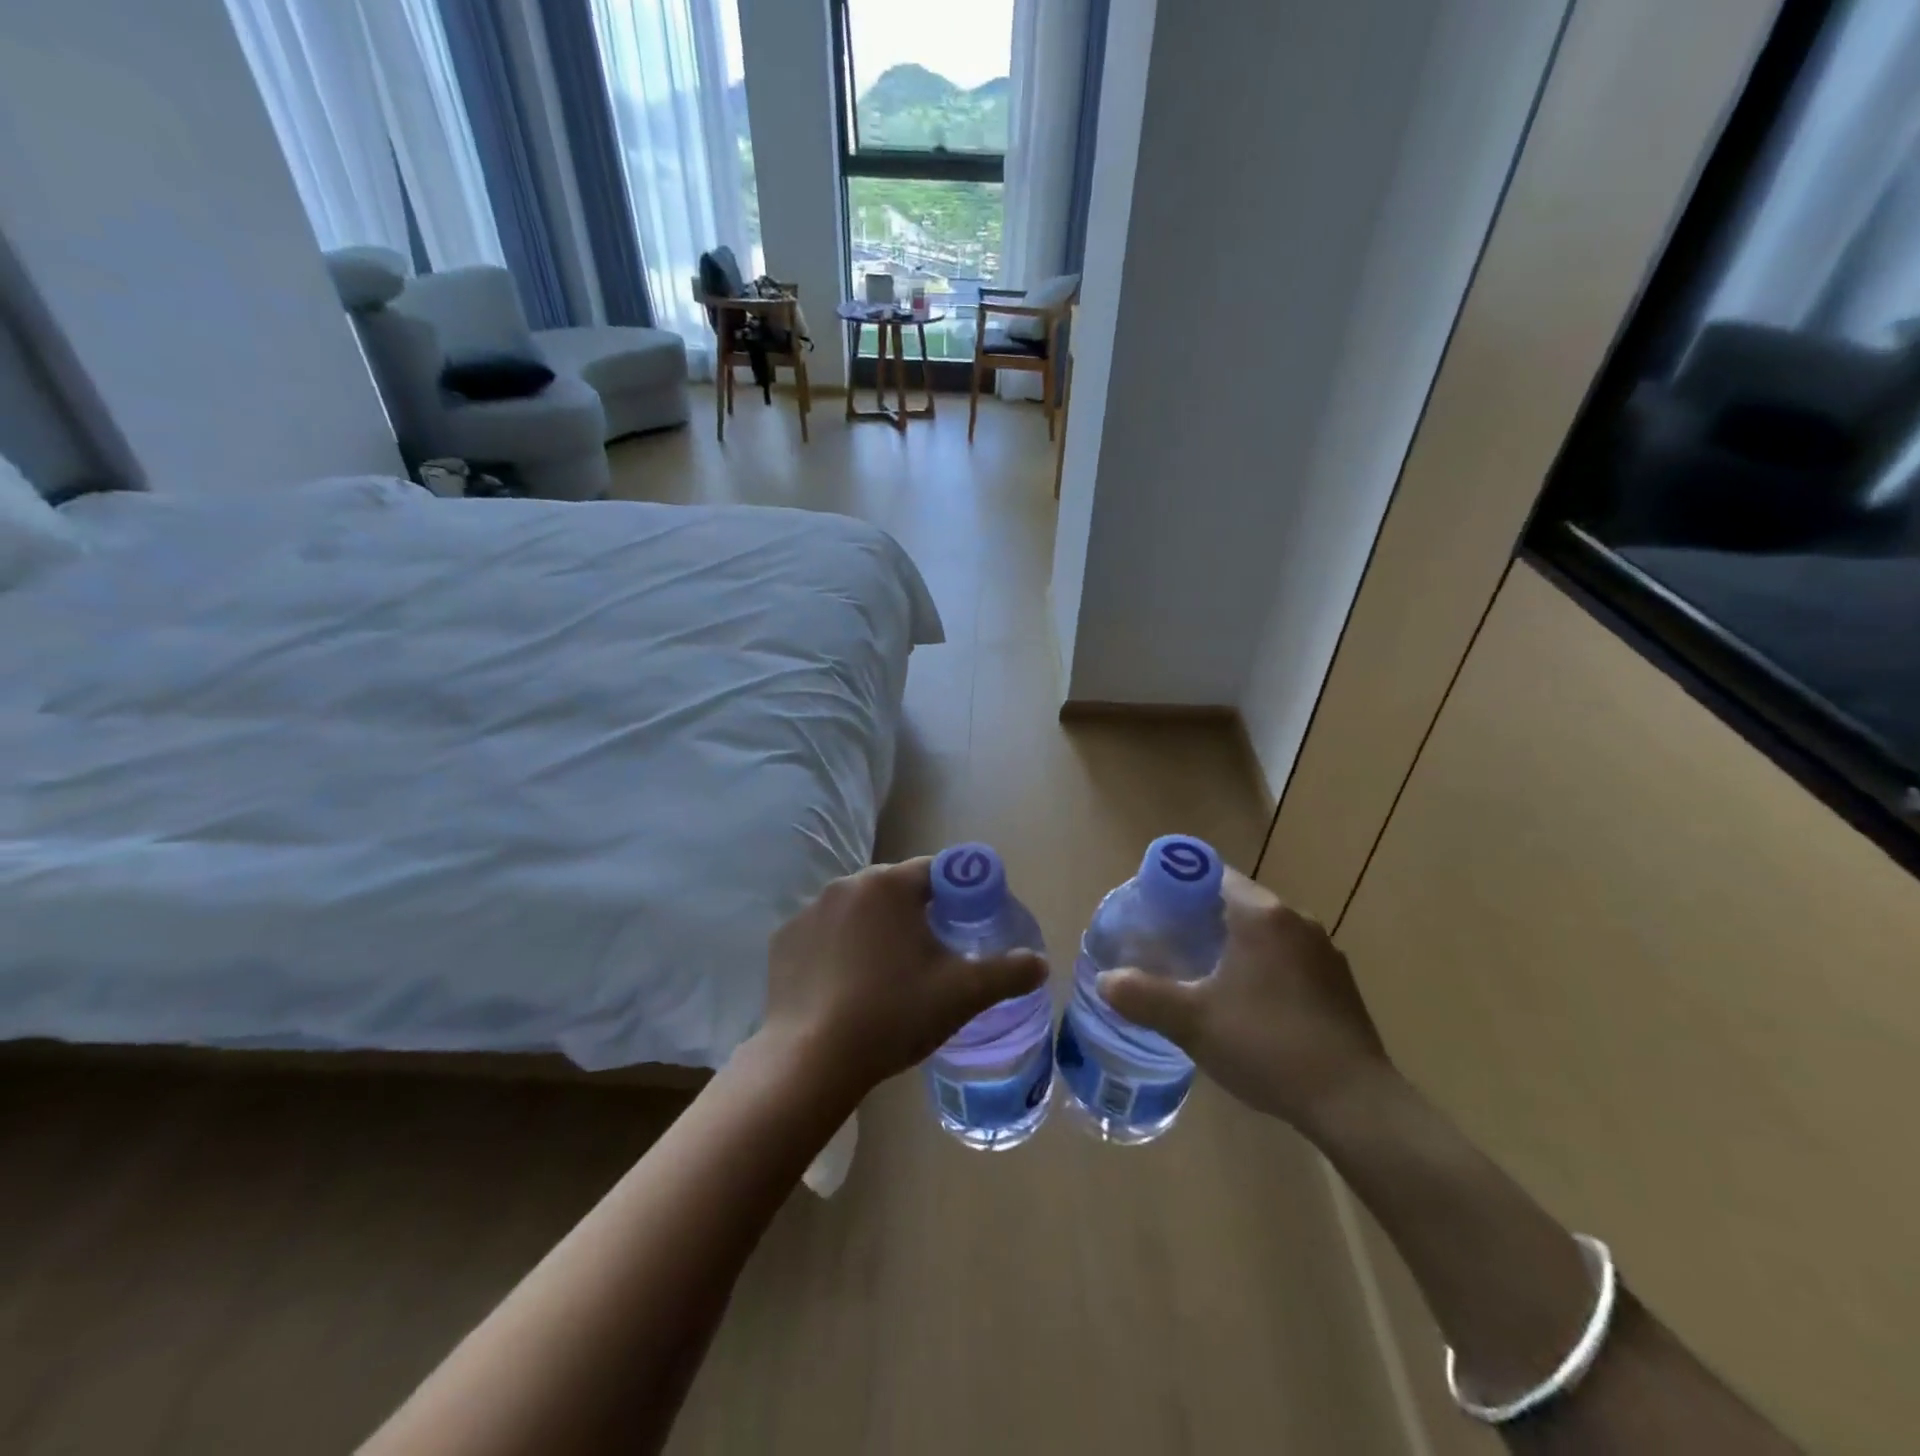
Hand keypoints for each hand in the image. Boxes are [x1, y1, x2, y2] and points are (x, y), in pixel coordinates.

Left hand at [762, 859, 1047, 1099]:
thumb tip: (1040, 963)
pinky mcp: (783, 940)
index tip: (968, 925)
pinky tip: (845, 987)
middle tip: (932, 956)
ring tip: (887, 975)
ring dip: (876, 930)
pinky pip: (824, 934)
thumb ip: (1008, 972)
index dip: (959, 893)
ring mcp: (809, 911)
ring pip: (858, 910)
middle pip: (895, 889)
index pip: (937, 871)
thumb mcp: (962, 994)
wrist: (811, 1060)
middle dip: (916, 913)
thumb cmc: (893, 1014)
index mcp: (890, 884)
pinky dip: (839, 949)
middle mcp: (847, 884)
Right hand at [1096, 869, 1391, 1133]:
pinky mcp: (1339, 983)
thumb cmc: (1267, 1046)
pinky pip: (1287, 958)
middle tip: (1167, 946)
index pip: (1212, 874)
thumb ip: (1142, 996)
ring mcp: (1323, 952)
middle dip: (1200, 918)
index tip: (1153, 912)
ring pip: (1264, 932)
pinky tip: (1247, 1005)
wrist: (1354, 1104)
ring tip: (1201, 976)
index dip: (1178, 887)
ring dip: (1233, 944)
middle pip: (1237, 902)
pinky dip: (1262, 967)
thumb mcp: (1192, 1022)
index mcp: (1262, 915)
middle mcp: (1297, 920)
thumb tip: (1106, 981)